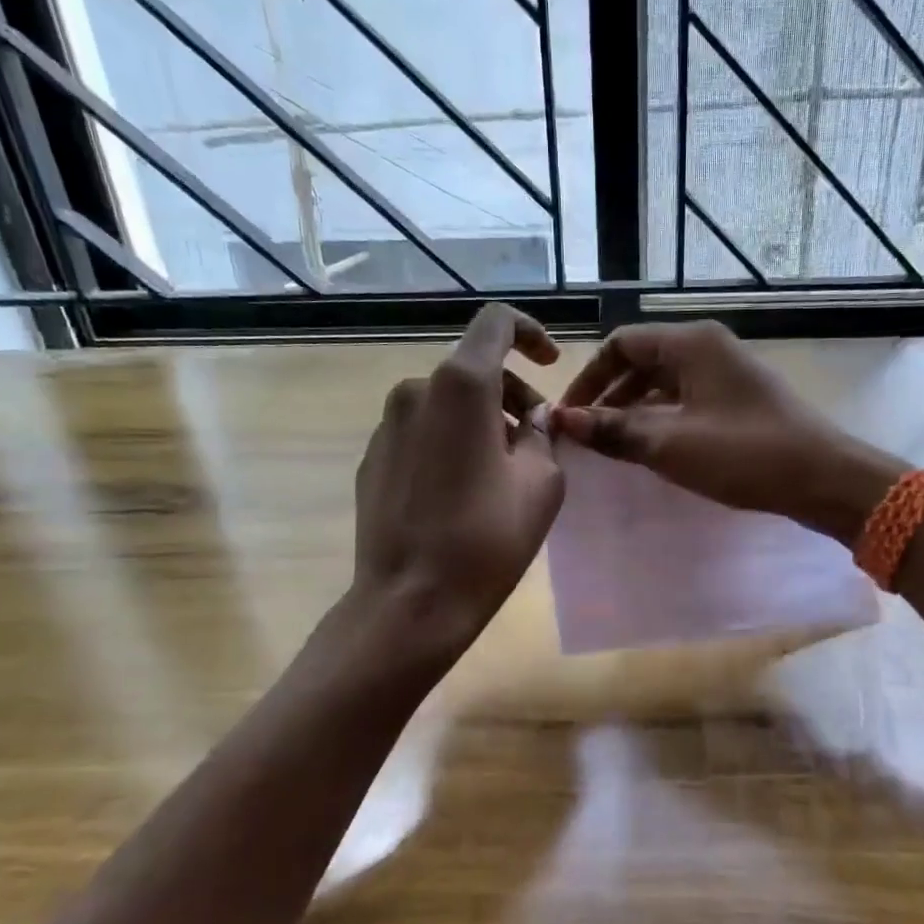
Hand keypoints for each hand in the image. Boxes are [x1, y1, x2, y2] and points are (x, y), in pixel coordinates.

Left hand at [353, 304, 563, 645]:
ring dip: (481, 421)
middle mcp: (416, 391)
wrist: (410, 601)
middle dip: (512, 395)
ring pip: (447, 403)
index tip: (551, 364)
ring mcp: (386, 425)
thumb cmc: (486, 538)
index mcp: (461, 386)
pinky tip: (462, 493)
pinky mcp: (372, 459)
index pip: (496, 323)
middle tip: (536, 441)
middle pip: (473, 369)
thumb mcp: (542, 483)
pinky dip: (449, 443)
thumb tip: (531, 420)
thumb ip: (542, 435)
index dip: (530, 333)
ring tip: (503, 472)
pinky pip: (421, 432)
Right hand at [551, 321, 907, 542]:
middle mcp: (707, 347)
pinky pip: (686, 399)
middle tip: (585, 435)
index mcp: (690, 343)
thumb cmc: (743, 454)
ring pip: (663, 382)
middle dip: (608, 395)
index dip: (588, 378)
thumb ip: (613, 429)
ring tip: (612, 446)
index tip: (568, 416)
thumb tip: (560, 419)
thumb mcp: (670, 444)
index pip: (620, 344)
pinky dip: (661, 419)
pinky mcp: (738, 399)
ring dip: (633, 410)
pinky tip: (651, 449)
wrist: (823, 478)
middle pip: (641, 361)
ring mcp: (726, 372)